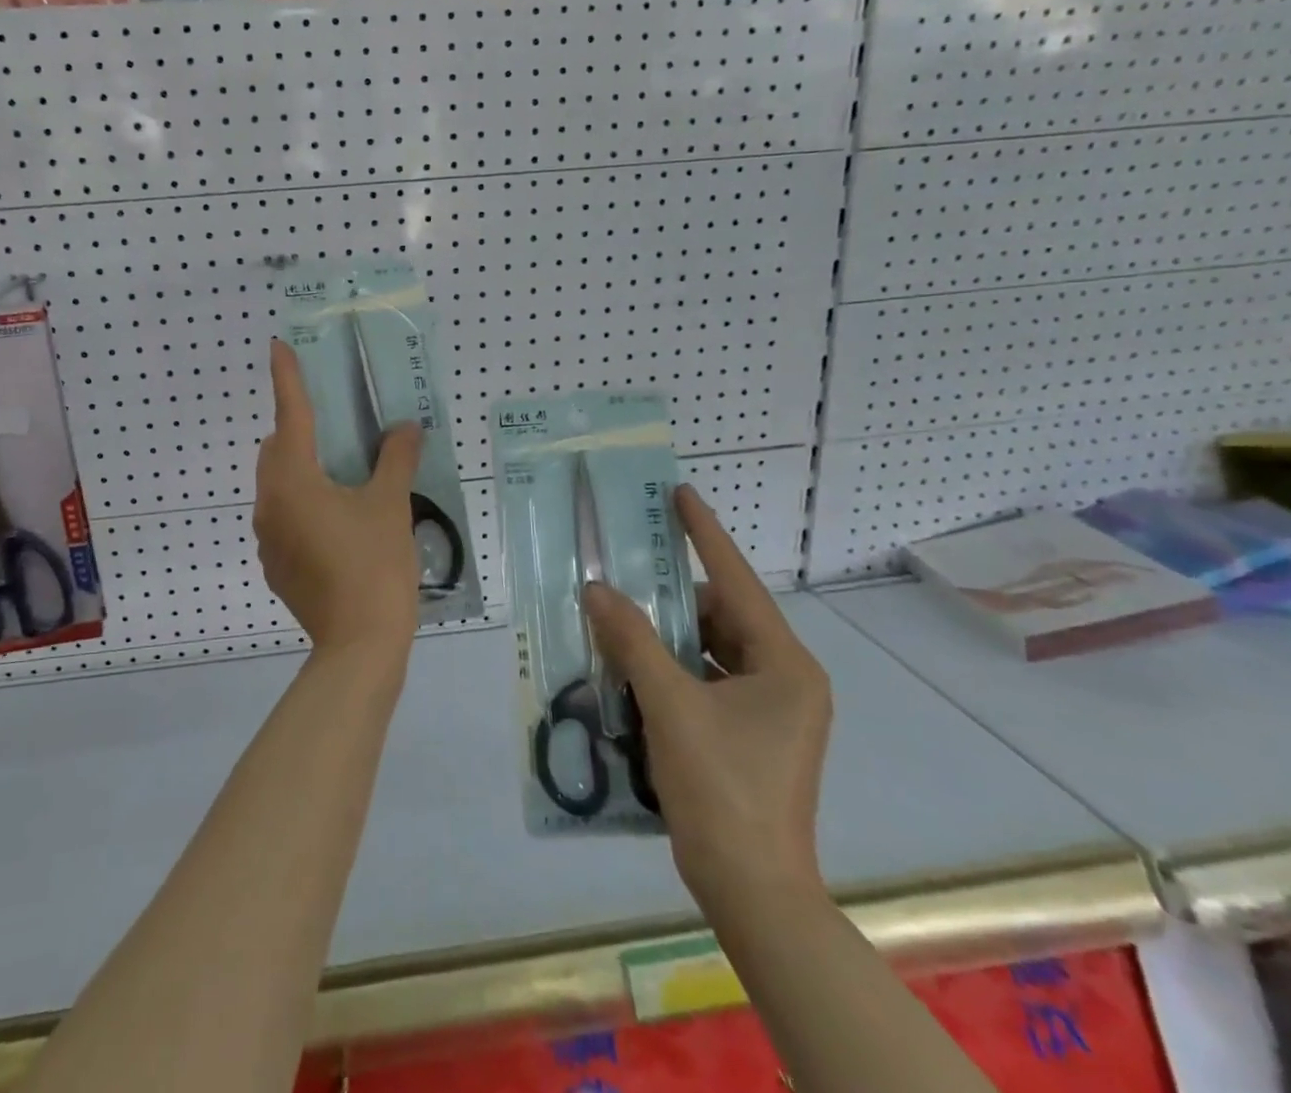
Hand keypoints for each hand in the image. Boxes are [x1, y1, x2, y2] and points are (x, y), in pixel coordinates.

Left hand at [253, 338, 423, 655]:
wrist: (358, 645)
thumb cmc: (375, 565)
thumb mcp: (391, 506)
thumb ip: (396, 459)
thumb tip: (406, 428)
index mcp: (293, 479)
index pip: (289, 414)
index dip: (287, 377)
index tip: (278, 345)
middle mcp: (269, 502)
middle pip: (276, 449)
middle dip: (298, 430)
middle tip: (336, 429)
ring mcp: (267, 536)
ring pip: (277, 484)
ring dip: (301, 469)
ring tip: (343, 476)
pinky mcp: (274, 564)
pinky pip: (283, 516)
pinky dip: (302, 503)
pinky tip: (337, 522)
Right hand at [584, 484, 831, 914]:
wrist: (751, 889)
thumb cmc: (722, 788)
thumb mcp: (670, 705)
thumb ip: (632, 640)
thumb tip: (597, 588)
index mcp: (785, 665)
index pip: (739, 582)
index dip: (706, 535)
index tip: (680, 494)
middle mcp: (785, 680)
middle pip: (721, 616)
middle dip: (672, 596)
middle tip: (625, 573)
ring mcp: (769, 710)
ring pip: (710, 649)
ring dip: (666, 635)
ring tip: (618, 617)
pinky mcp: (749, 734)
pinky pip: (704, 679)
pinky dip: (670, 668)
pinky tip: (629, 664)